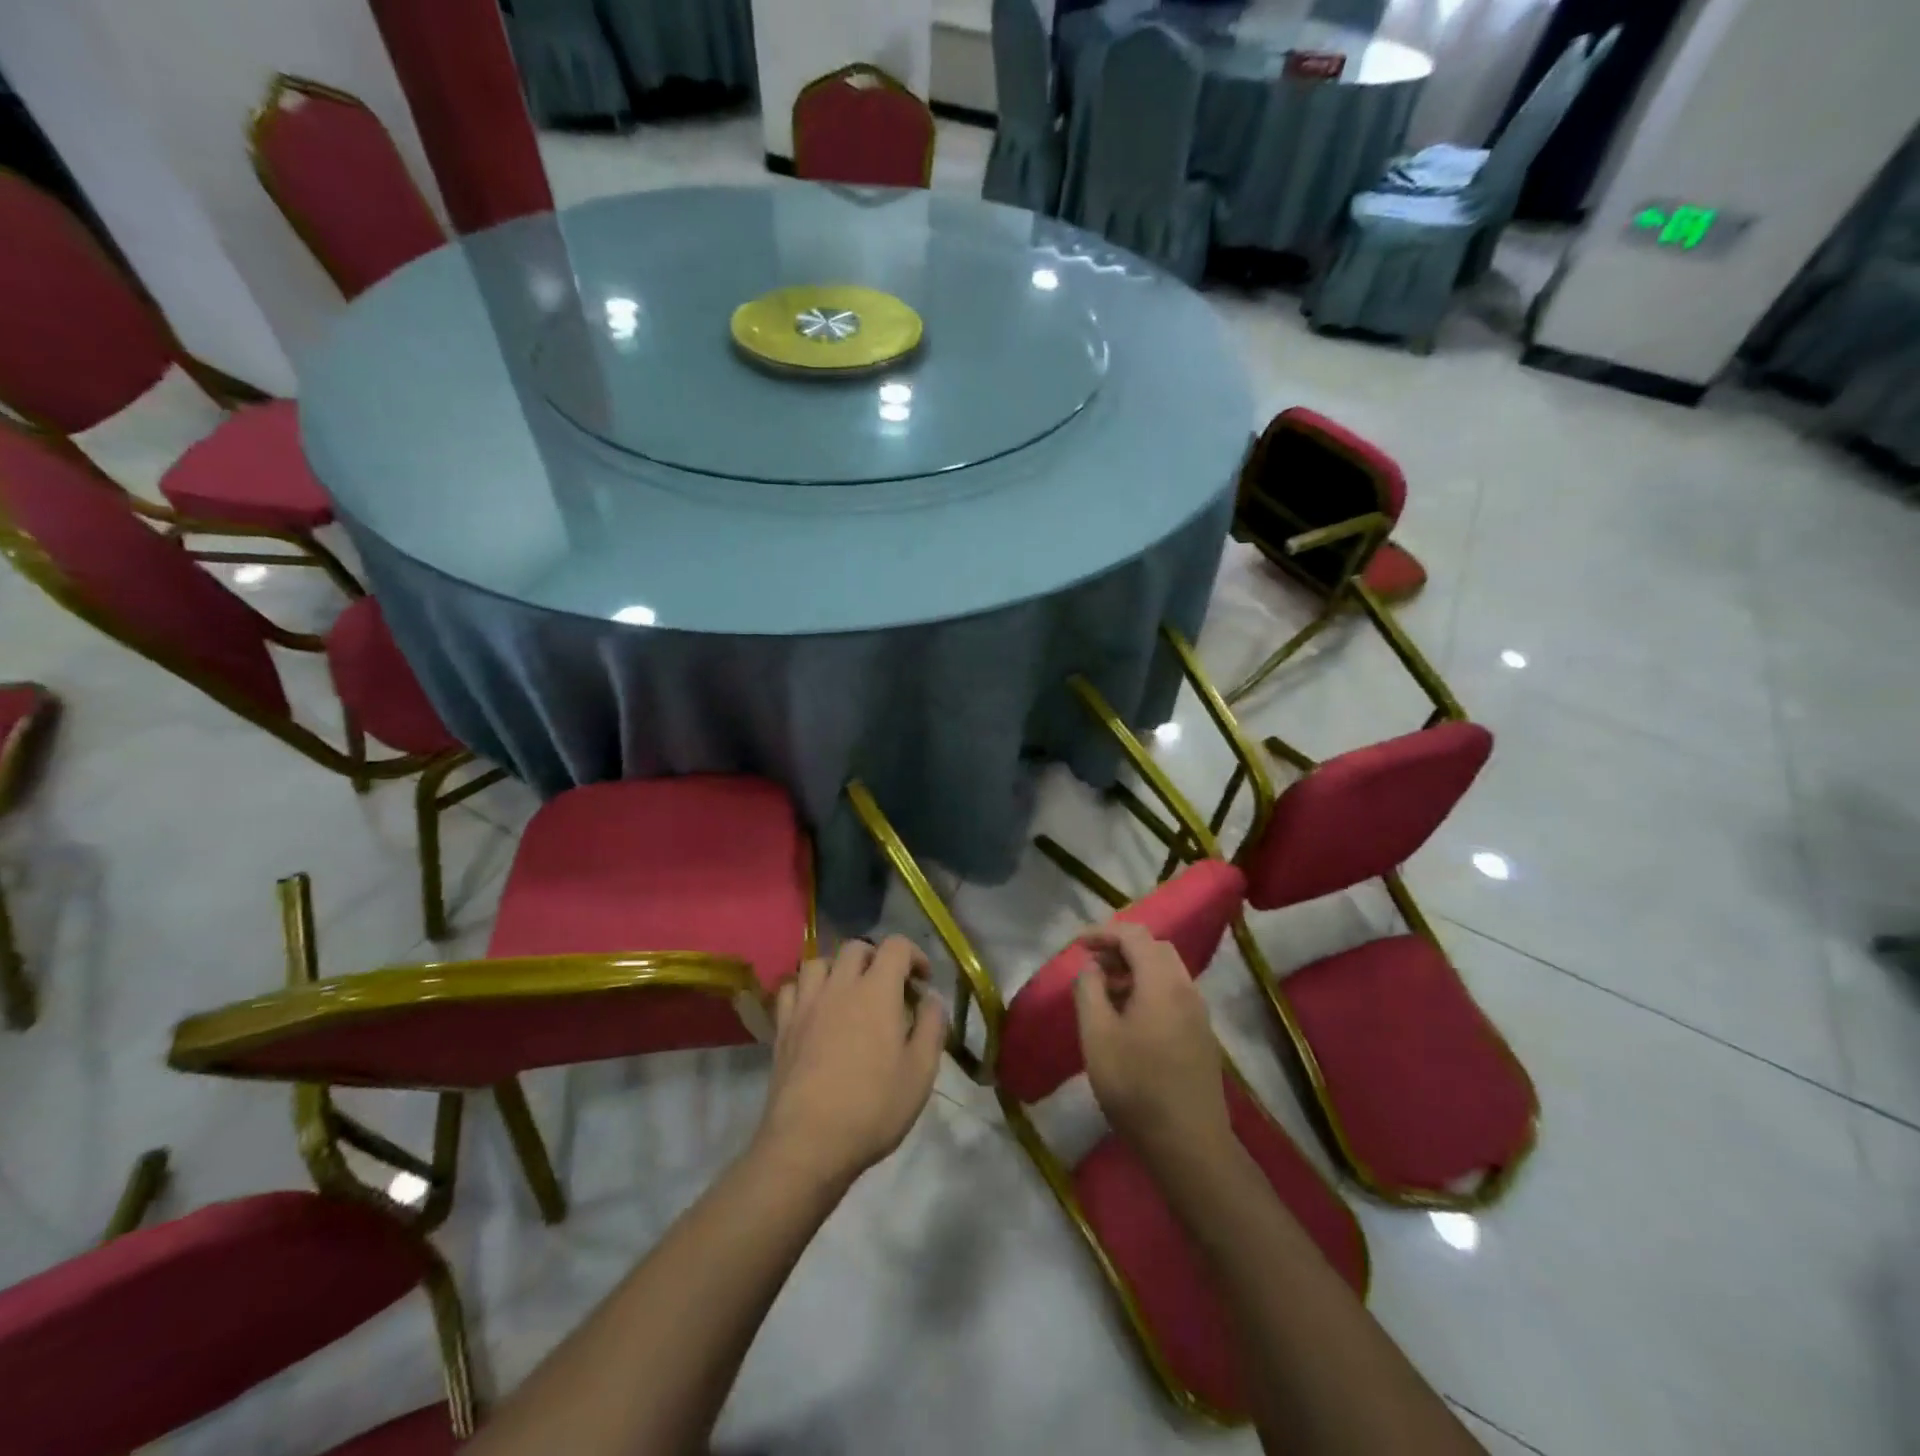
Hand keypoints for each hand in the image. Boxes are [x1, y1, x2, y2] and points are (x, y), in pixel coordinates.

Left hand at [755, 936, 946, 1189]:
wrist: (808, 1143)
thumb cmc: (873, 1108)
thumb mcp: (921, 1071)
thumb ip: (931, 1026)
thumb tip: (931, 998)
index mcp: (877, 991)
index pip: (896, 946)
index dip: (914, 955)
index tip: (922, 982)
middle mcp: (840, 986)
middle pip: (856, 947)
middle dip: (877, 958)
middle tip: (888, 987)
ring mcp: (806, 1004)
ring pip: (819, 961)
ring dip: (838, 968)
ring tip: (848, 993)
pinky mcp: (783, 1026)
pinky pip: (791, 988)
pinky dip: (806, 989)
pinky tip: (815, 1009)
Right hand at [1074, 921, 1231, 1165]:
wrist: (1189, 1145)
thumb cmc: (1136, 1087)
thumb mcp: (1097, 1036)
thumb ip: (1089, 991)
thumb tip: (1092, 967)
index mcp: (1162, 981)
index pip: (1135, 935)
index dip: (1103, 932)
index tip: (1077, 945)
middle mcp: (1186, 988)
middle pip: (1155, 948)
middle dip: (1121, 948)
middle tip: (1092, 966)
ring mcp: (1198, 1013)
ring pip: (1166, 971)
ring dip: (1134, 970)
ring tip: (1104, 993)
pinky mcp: (1202, 1036)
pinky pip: (1173, 994)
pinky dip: (1148, 989)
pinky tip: (1128, 1018)